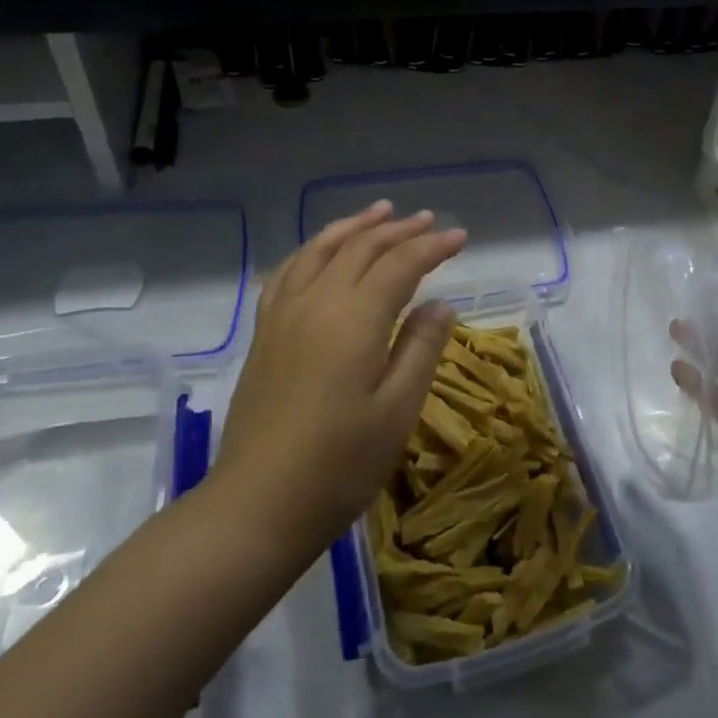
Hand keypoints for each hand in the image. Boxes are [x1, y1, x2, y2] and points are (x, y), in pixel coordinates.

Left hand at [209, 201, 466, 559]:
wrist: (257, 505)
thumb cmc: (340, 464)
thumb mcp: (397, 410)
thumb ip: (421, 348)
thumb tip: (439, 303)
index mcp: (355, 319)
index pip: (401, 264)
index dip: (432, 247)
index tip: (460, 237)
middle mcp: (317, 302)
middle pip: (361, 249)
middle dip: (399, 230)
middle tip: (428, 219)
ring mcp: (284, 315)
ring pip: (321, 250)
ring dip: (354, 227)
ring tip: (379, 212)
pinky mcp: (265, 333)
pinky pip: (289, 272)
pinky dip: (312, 249)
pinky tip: (321, 251)